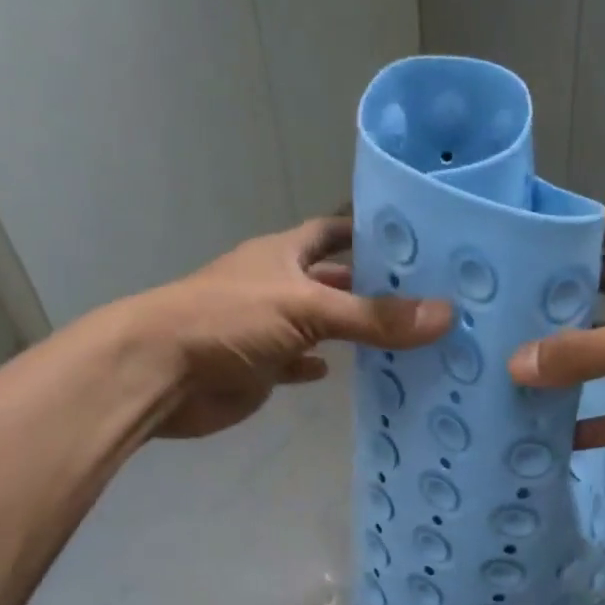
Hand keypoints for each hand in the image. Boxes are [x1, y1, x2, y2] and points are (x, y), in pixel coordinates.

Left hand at [135, 216, 449, 438]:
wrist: (158, 374)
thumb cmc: (228, 320)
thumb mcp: (307, 310)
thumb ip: (374, 317)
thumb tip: (446, 315)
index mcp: (284, 254)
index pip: (333, 231)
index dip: (368, 230)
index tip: (414, 237)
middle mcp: (278, 285)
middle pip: (334, 281)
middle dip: (372, 287)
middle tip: (428, 297)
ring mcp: (268, 328)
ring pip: (322, 326)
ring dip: (355, 331)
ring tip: (408, 337)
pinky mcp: (261, 367)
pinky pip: (300, 364)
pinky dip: (322, 367)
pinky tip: (351, 373)